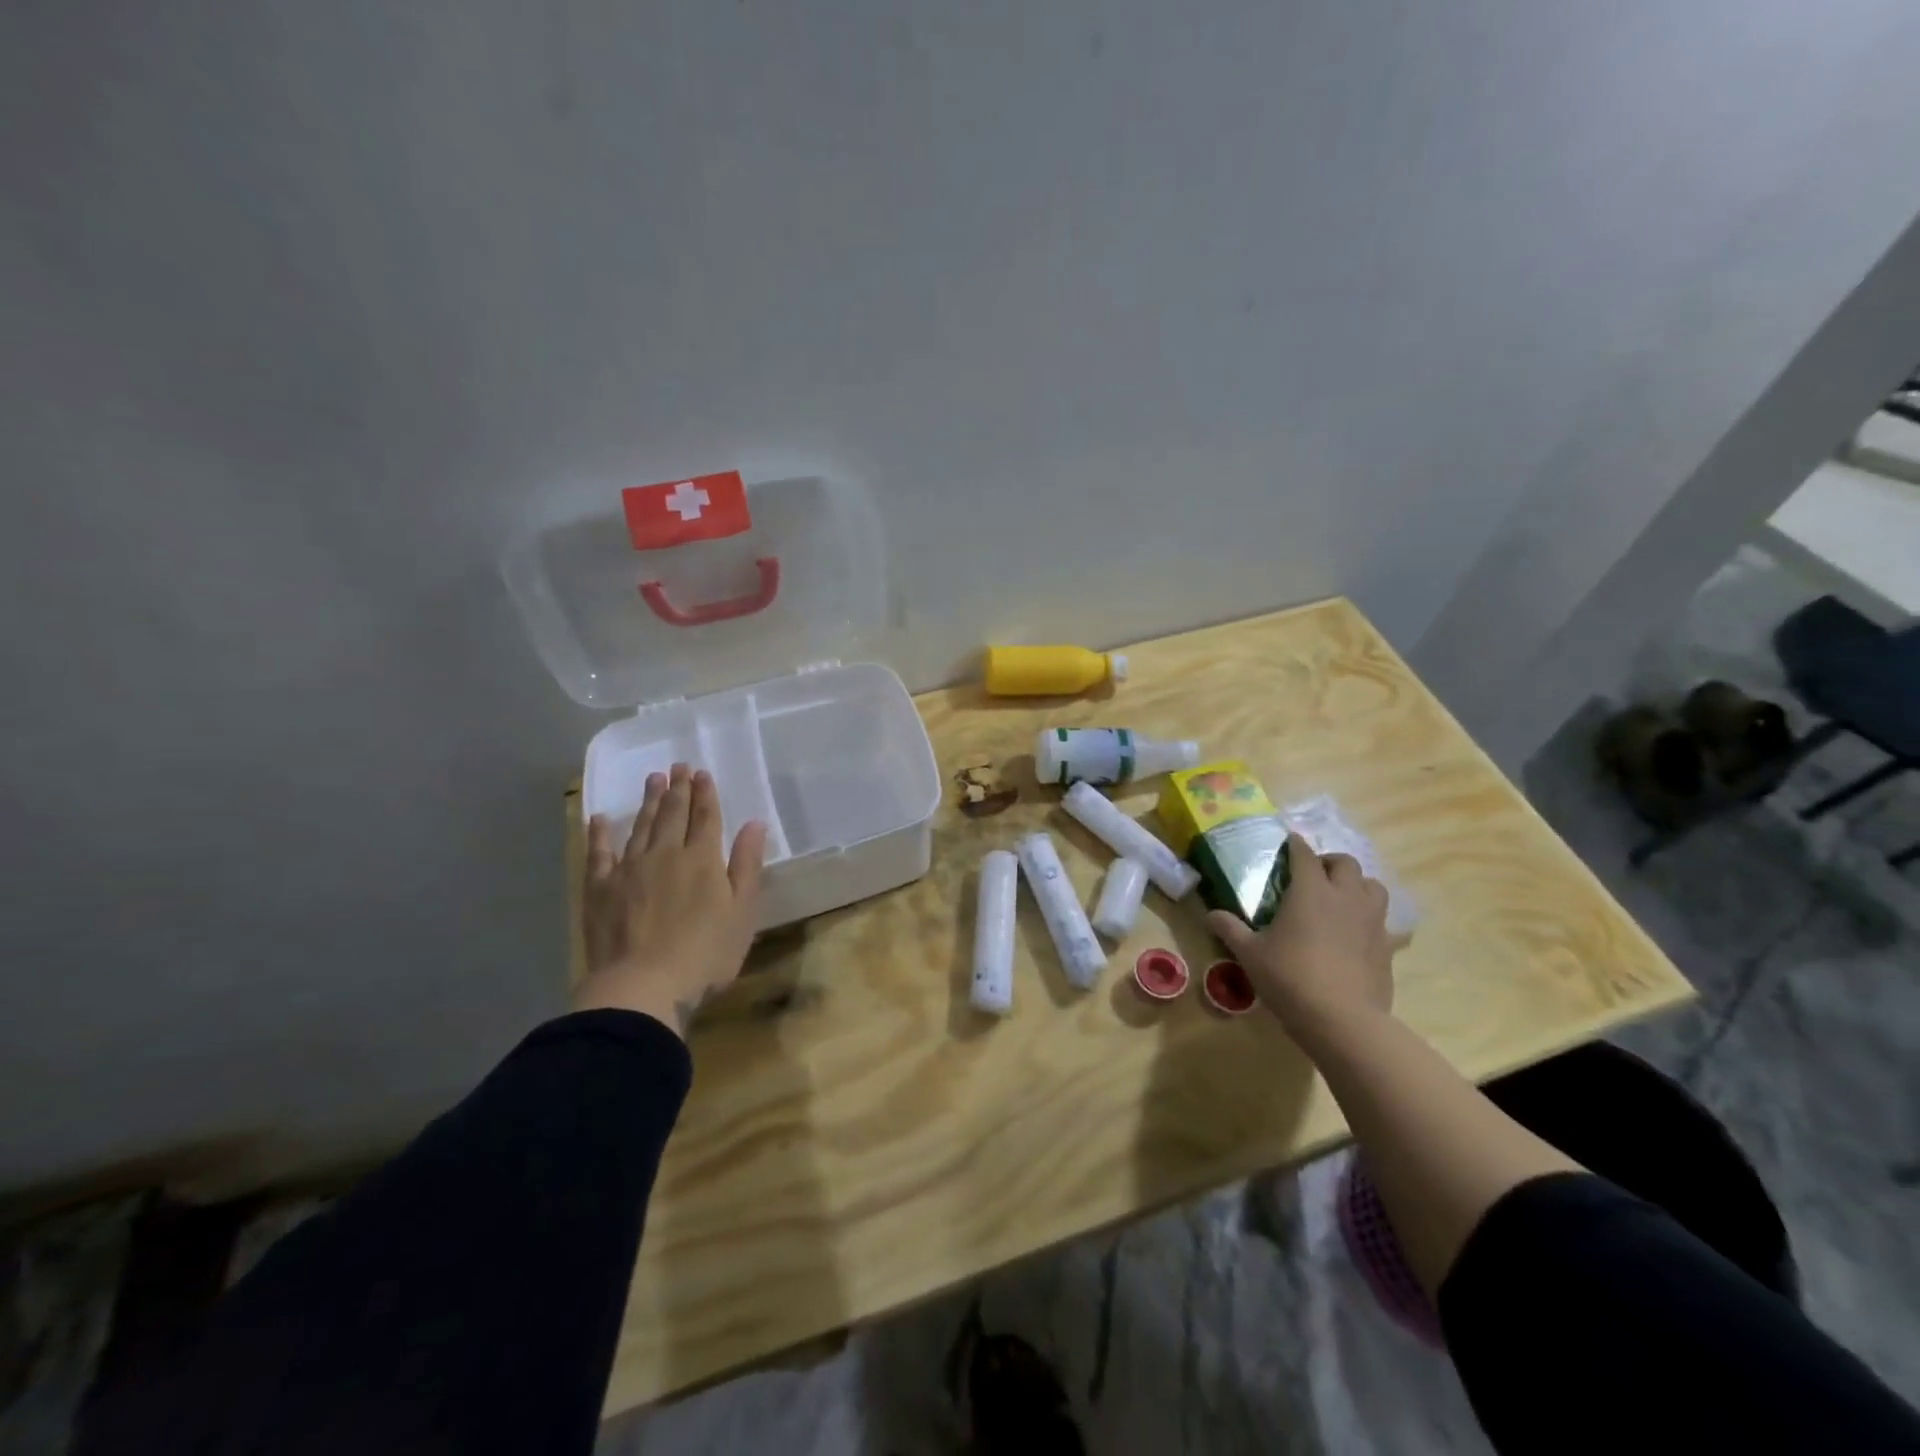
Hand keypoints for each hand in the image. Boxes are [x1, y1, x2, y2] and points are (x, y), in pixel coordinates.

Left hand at [576, 763, 767, 1037]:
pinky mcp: (600, 889)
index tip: (703, 773)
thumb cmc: (704, 954)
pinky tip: (600, 819)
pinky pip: (598, 853)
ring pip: (641, 826)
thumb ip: (747, 866)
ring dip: (648, 801)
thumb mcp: (742, 913)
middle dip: (678, 789)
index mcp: (702, 860)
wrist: (642, 986)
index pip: (706, 817)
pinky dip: (599, 834)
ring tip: (653, 779)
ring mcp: (629, 869)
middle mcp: (666, 854)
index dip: (706, 794)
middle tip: (678, 766)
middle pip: (673, 814)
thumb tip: (754, 824)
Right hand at [1206, 832, 1393, 1035]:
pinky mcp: (1387, 947)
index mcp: (1310, 891)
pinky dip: (1369, 919)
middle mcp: (1345, 897)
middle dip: (1329, 862)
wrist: (1343, 1021)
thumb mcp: (1250, 954)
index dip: (1296, 846)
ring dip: (1357, 885)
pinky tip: (1356, 934)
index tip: (1289, 842)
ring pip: (1374, 886)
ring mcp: (1371, 921)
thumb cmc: (1290, 978)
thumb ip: (1230, 929)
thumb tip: (1211, 914)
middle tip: (1313, 874)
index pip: (1305, 855)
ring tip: (1340, 897)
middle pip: (1346, 863)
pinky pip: (1383, 921)